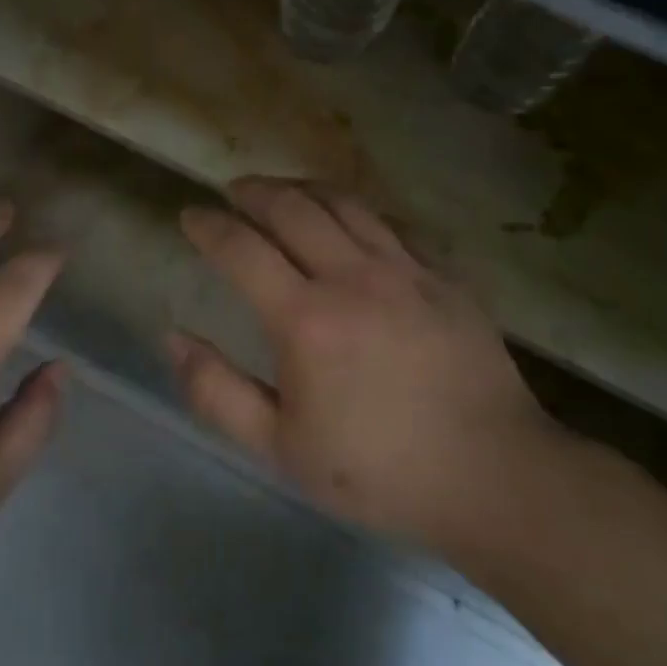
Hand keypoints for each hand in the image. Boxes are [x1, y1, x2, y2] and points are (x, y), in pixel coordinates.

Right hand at [171, 178, 561, 552]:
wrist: (493, 477)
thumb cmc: (378, 471)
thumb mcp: (281, 447)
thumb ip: (218, 392)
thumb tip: (173, 338)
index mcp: (306, 318)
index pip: (241, 248)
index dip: (208, 226)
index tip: (189, 215)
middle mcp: (352, 277)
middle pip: (292, 207)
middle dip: (253, 191)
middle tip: (233, 191)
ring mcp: (405, 270)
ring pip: (344, 203)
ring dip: (303, 188)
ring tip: (282, 191)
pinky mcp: (444, 277)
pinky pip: (392, 223)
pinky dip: (359, 210)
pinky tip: (352, 219)